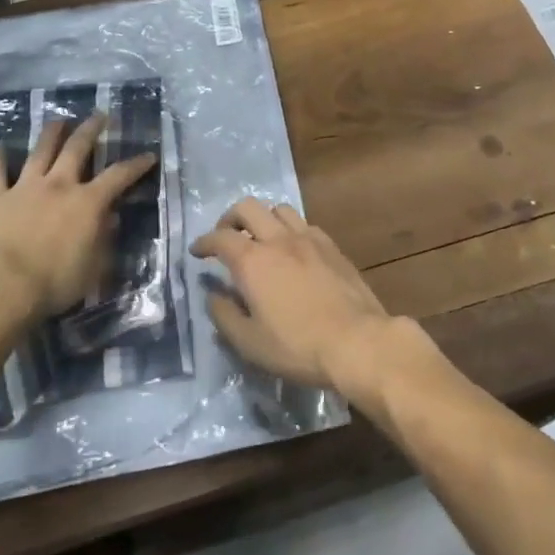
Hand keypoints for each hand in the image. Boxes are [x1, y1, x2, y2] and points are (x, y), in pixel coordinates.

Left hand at [0, 113, 156, 324]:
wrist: (4, 287)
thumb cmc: (56, 282)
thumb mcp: (95, 266)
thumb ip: (104, 238)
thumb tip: (111, 218)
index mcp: (88, 202)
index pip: (119, 175)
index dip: (136, 164)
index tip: (148, 155)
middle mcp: (59, 184)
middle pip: (77, 147)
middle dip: (91, 129)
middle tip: (100, 116)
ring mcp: (25, 187)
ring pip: (40, 151)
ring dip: (51, 133)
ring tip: (59, 121)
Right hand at [190, 198, 402, 393]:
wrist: (357, 341)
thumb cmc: (297, 346)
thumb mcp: (249, 342)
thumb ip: (225, 315)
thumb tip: (213, 295)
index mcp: (253, 261)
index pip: (220, 237)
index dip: (204, 242)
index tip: (197, 252)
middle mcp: (278, 239)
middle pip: (248, 207)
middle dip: (230, 219)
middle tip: (226, 238)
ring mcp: (308, 238)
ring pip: (279, 209)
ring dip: (263, 219)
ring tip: (260, 239)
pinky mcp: (331, 246)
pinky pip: (304, 224)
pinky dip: (289, 229)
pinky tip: (293, 250)